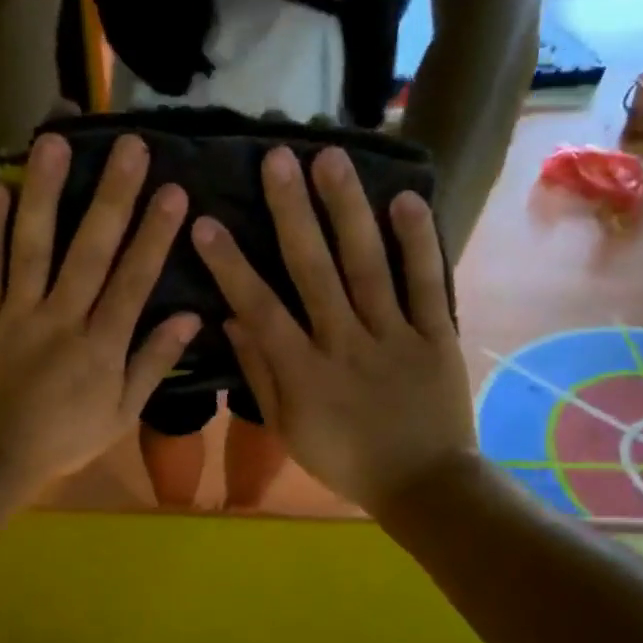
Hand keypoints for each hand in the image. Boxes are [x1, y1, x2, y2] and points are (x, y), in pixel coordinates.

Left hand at [0, 132, 197, 523]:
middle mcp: (62, 318)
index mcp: (101, 345)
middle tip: (130, 146)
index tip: (174, 191)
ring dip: (46, 194)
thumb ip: (152, 364)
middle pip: (90, 250)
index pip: (134, 281)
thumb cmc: (62, 439)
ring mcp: (17, 312)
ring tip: (55, 144)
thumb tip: (190, 318)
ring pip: (34, 246)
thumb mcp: (121, 414)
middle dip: (113, 196)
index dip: (155, 235)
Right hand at [192, 145, 476, 513]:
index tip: (205, 222)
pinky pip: (427, 284)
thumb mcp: (288, 429)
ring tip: (331, 157)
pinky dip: (418, 242)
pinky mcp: (436, 335)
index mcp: (304, 372)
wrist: (423, 485)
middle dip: (291, 212)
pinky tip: (405, 199)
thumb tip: (231, 320)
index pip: (259, 309)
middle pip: (314, 270)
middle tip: (275, 158)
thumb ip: (260, 374)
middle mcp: (345, 344)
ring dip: (347, 210)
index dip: (230, 265)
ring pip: (367, 265)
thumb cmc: (345, 460)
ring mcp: (394, 336)